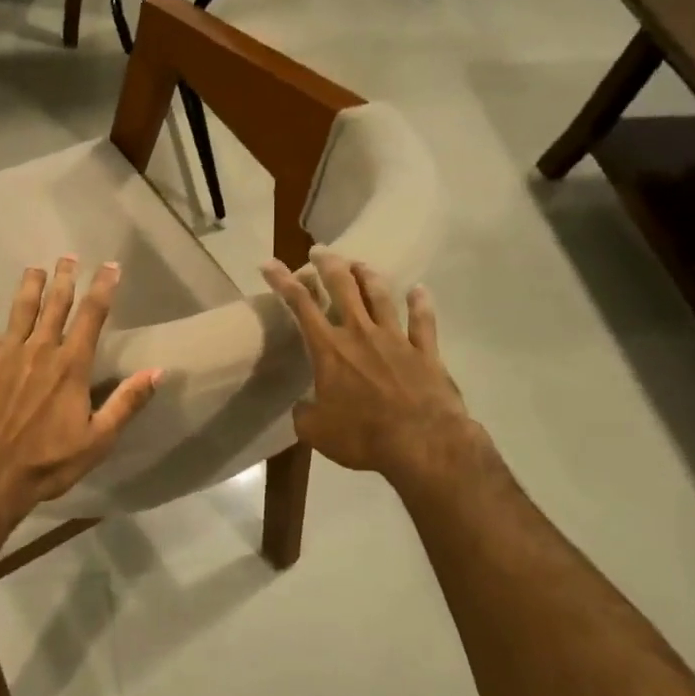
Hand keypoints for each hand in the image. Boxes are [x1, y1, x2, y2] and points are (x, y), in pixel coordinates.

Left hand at [0, 257, 160, 521]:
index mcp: (71, 365)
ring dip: (30, 284)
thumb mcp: (97, 440)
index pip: (92, 316)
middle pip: (56, 304)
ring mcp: (6, 352)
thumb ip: (127, 402)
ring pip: (21, 308)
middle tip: (68, 256)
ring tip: (36, 267)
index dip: (103, 287)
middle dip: (65, 278)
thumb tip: (158, 371)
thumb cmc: (46, 462)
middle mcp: (40, 348)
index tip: (110, 266)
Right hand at [261, 250, 485, 496]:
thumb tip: (303, 407)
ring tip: (360, 263)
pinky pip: (423, 321)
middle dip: (328, 265)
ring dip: (368, 276)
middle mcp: (360, 334)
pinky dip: (421, 303)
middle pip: (343, 287)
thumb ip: (304, 413)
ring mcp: (396, 340)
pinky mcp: (425, 352)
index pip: (300, 305)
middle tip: (320, 251)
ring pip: (380, 296)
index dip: (282, 281)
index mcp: (329, 349)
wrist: (423, 444)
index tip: (269, 263)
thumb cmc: (362, 436)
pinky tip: (420, 290)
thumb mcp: (316, 432)